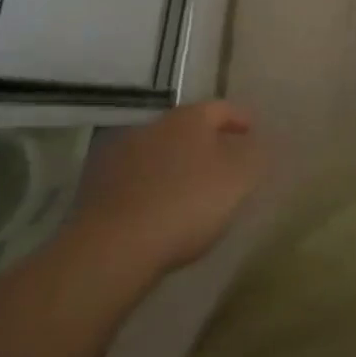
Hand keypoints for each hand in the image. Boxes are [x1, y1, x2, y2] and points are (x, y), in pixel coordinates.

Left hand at [68, 101, 265, 283]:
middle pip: (188, 128)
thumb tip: (258, 143)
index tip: (253, 132)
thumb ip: (254, 156)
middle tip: (223, 163)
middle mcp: (154, 125)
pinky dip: (150, 187)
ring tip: (190, 190)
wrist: (113, 248)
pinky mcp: (97, 187)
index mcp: (190, 118)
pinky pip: (135, 179)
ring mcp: (121, 154)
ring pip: (159, 152)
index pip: (222, 108)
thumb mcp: (238, 180)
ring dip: (175, 164)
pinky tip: (157, 210)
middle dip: (206, 142)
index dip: (240, 119)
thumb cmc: (186, 204)